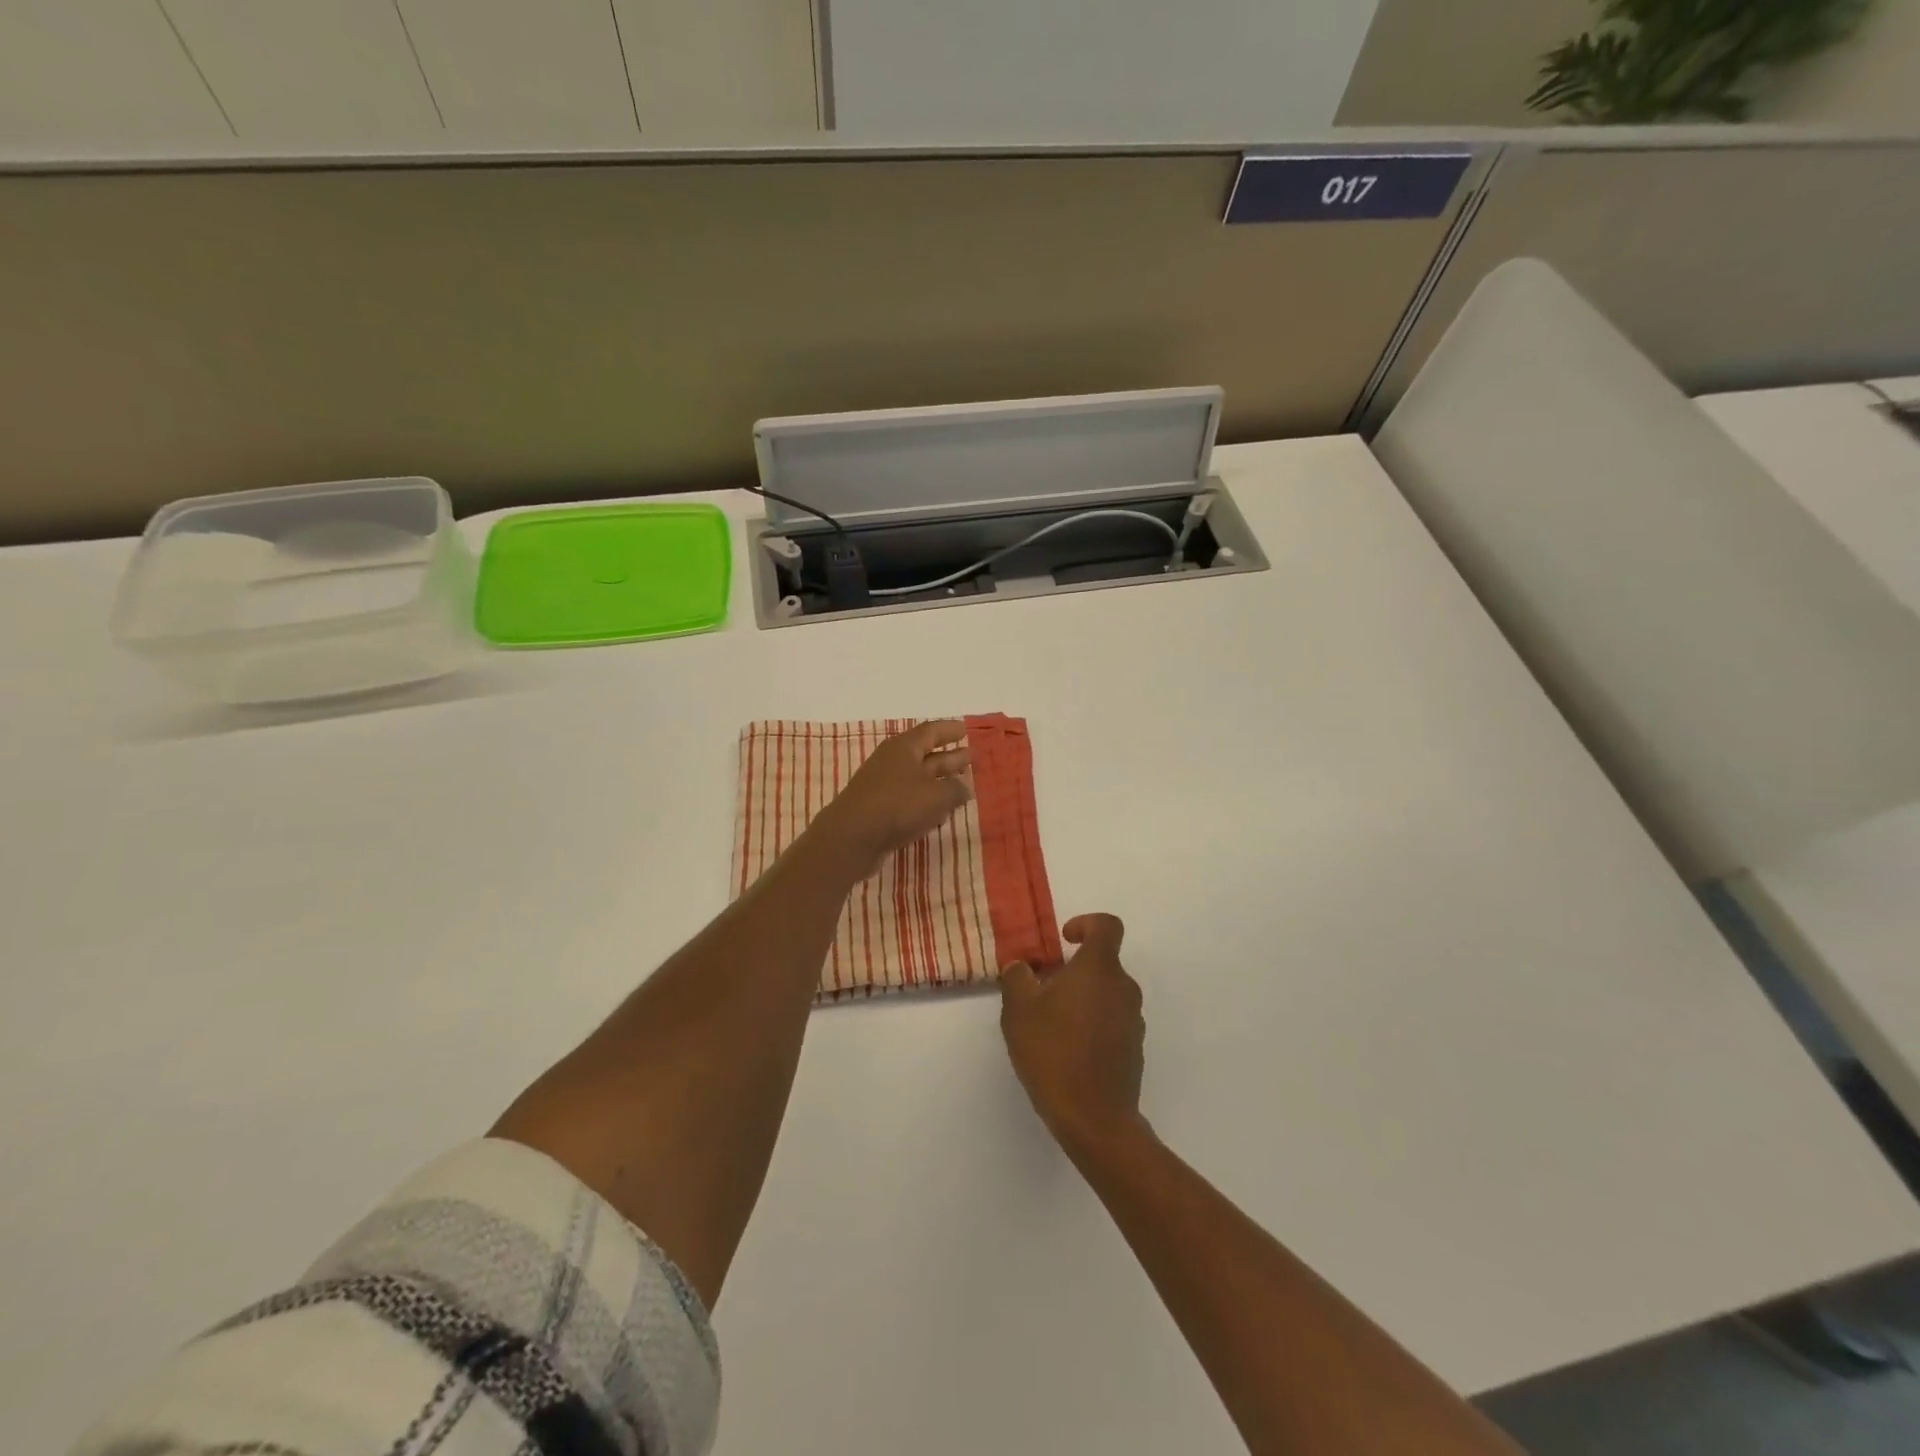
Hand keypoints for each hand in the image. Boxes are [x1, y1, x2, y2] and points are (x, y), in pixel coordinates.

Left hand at [807, 719, 972, 878]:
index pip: (931, 731)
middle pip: (926, 754)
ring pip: (918, 778)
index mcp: (904, 748)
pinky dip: (926, 802)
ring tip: (962, 785)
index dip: (950, 730)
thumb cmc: (897, 806)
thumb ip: (955, 789)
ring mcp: (883, 786)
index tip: (966, 730)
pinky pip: (909, 800)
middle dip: (949, 756)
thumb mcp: (936, 795)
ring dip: (939, 781)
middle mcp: (892, 762)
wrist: (851, 838)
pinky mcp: (879, 809)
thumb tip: (963, 787)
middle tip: (971, 757)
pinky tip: (941, 812)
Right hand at [1000, 914, 1146, 1158]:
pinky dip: (1092, 1026)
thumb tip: (1022, 967)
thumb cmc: (1054, 1052)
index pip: (1107, 926)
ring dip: (1082, 1000)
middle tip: (1042, 992)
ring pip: (1106, 994)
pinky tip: (1067, 1052)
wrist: (1094, 1118)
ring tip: (1051, 1026)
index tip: (1064, 941)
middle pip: (1102, 964)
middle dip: (1073, 971)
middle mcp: (1124, 988)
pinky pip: (1112, 1023)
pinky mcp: (1134, 1050)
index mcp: (1100, 969)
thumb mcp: (1019, 1010)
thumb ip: (1018, 978)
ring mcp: (1133, 1021)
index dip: (1086, 923)